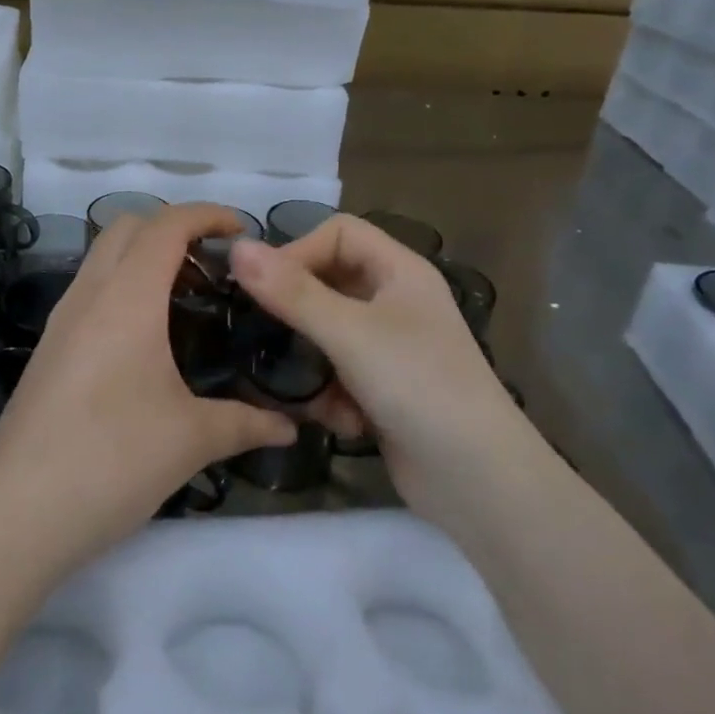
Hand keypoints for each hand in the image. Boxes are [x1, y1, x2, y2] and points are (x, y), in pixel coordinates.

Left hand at [0, 203, 296, 578]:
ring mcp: (61, 322)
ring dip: (144, 257)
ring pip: (103, 258)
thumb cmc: (111, 461)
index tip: (243, 232)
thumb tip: (291, 427)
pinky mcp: (48, 351)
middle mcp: (89, 295)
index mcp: (126, 298)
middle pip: (128, 227)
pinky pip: (90, 292)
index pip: (167, 225)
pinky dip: (124, 287)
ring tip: (188, 298)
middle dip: (174, 228)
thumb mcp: (191, 440)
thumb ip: (247, 423)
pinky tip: (148, 339)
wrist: (14, 515)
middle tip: (215, 265)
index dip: (208, 215)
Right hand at [229, 215, 528, 527]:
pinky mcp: (384, 391)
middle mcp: (396, 302)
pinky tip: (337, 421)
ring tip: (298, 385)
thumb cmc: (418, 385)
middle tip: (261, 333)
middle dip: (297, 311)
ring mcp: (391, 349)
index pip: (338, 234)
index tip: (262, 287)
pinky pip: (339, 375)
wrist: (478, 479)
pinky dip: (331, 395)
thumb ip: (292, 292)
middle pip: (330, 284)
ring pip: (328, 334)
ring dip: (311, 361)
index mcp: (400, 271)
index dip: (298, 251)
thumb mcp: (350, 333)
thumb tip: (236, 247)